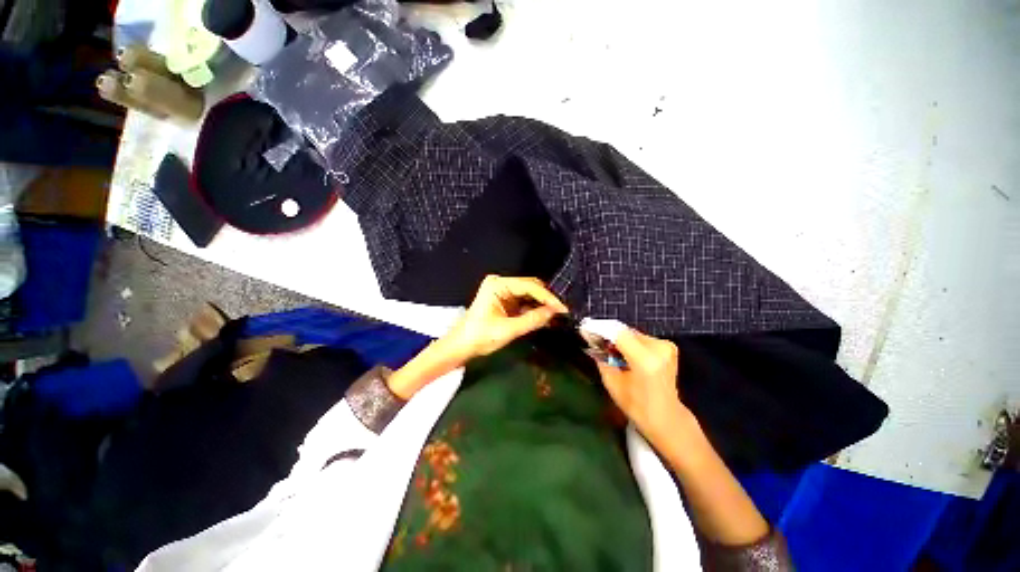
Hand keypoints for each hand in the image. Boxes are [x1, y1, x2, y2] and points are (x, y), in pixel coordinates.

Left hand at [446, 275, 568, 361]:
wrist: (461, 347)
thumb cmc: (480, 337)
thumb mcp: (508, 330)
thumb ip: (532, 320)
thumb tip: (555, 312)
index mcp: (498, 285)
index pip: (529, 286)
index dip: (548, 297)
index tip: (563, 308)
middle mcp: (501, 283)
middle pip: (530, 287)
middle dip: (546, 299)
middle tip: (562, 312)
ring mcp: (503, 291)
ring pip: (529, 294)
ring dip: (541, 305)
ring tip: (557, 315)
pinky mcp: (505, 301)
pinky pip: (524, 302)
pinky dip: (534, 309)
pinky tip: (545, 317)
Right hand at [595, 327, 691, 448]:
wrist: (667, 417)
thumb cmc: (638, 407)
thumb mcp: (613, 384)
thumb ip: (602, 360)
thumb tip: (592, 344)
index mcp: (645, 360)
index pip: (618, 333)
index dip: (601, 330)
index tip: (587, 330)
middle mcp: (659, 349)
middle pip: (626, 332)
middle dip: (610, 335)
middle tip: (596, 342)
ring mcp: (666, 346)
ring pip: (633, 334)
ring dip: (620, 339)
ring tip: (610, 350)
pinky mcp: (668, 347)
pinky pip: (642, 339)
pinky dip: (630, 343)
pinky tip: (625, 354)